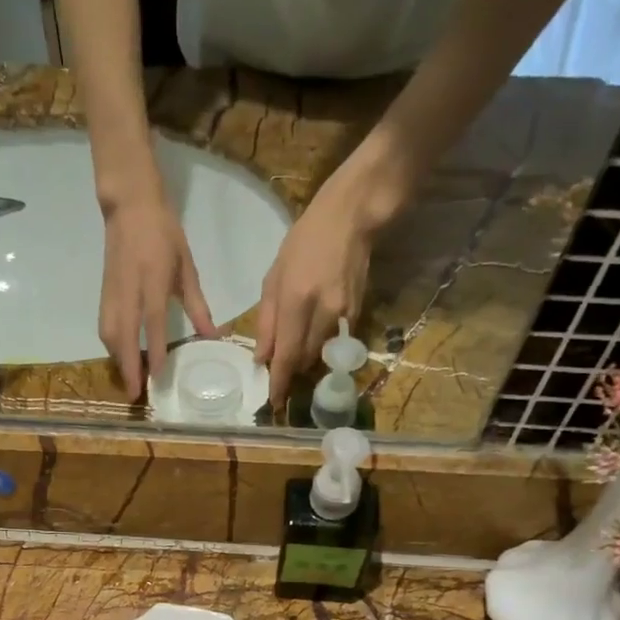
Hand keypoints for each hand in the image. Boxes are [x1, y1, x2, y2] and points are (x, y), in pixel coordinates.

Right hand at [100, 194, 216, 398]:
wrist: (130, 206)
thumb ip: (197, 304)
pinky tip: (120, 358)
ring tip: (129, 381)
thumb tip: (213, 336)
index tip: (156, 376)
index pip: (152, 321)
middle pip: (123, 335)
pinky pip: (105, 325)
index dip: (153, 350)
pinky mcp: (104, 292)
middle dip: (128, 366)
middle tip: (135, 394)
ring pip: (109, 333)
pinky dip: (111, 346)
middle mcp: (129, 289)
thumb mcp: (186, 267)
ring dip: (117, 360)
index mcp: (153, 279)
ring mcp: (112, 291)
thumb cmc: (164, 233)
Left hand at [256, 173, 376, 410]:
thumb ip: (267, 321)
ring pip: (321, 354)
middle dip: (290, 374)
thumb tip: (261, 358)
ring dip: (305, 363)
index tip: (273, 402)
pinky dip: (322, 348)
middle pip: (304, 360)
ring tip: (294, 363)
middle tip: (279, 382)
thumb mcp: (273, 277)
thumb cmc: (304, 241)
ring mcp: (344, 313)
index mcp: (296, 299)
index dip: (279, 382)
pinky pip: (335, 342)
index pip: (286, 354)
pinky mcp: (358, 312)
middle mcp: (322, 311)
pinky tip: (314, 342)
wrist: (351, 217)